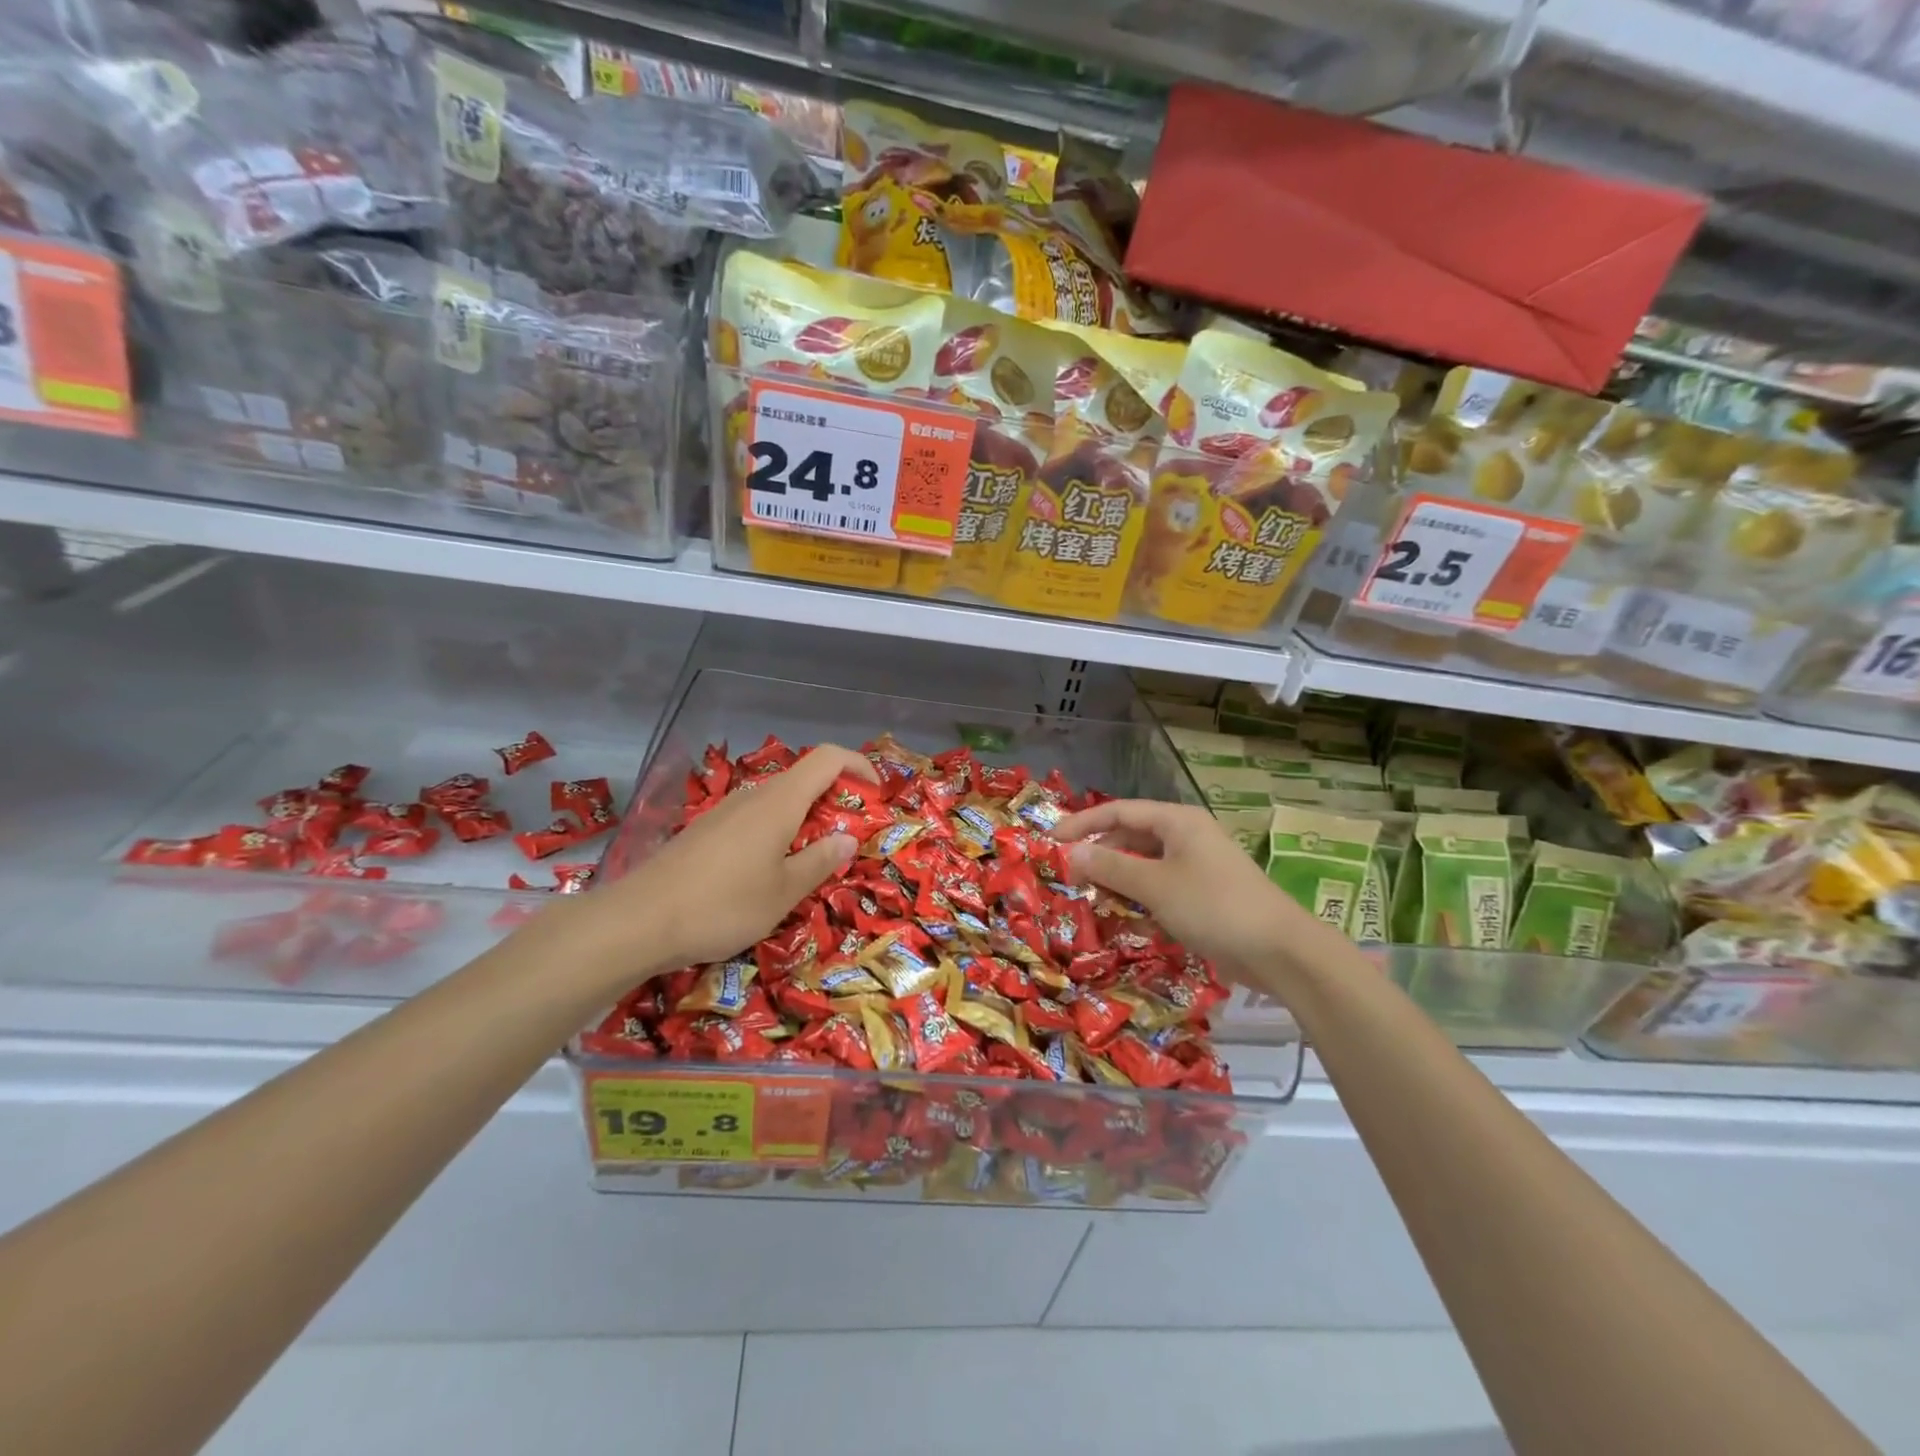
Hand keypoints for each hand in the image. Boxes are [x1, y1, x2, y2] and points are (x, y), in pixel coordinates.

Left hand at [541, 744, 874, 992]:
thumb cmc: (722, 906)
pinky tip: (768, 871)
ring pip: (778, 801)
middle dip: (836, 800)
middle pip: (804, 779)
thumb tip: (847, 837)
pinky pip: (754, 819)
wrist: (637, 922)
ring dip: (805, 820)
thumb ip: (820, 861)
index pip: (828, 758)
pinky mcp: (705, 831)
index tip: (878, 793)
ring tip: (813, 860)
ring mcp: (724, 812)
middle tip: (849, 839)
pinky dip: (777, 832)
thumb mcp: (783, 892)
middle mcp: (753, 796)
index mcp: (779, 802)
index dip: (859, 765)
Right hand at [1055, 799, 1318, 981]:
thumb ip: (1110, 866)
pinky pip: (1160, 889)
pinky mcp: (1203, 896)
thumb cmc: (1212, 905)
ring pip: (1144, 866)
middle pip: (1131, 838)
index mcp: (1176, 821)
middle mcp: (1186, 837)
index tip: (1051, 841)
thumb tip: (1072, 852)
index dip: (1083, 823)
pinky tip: (1125, 920)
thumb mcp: (1154, 885)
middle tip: (1069, 878)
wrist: (1279, 951)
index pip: (1119, 811)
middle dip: (1099, 856)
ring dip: (1117, 882)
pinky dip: (1140, 900)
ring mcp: (1197, 867)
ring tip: (1090, 900)